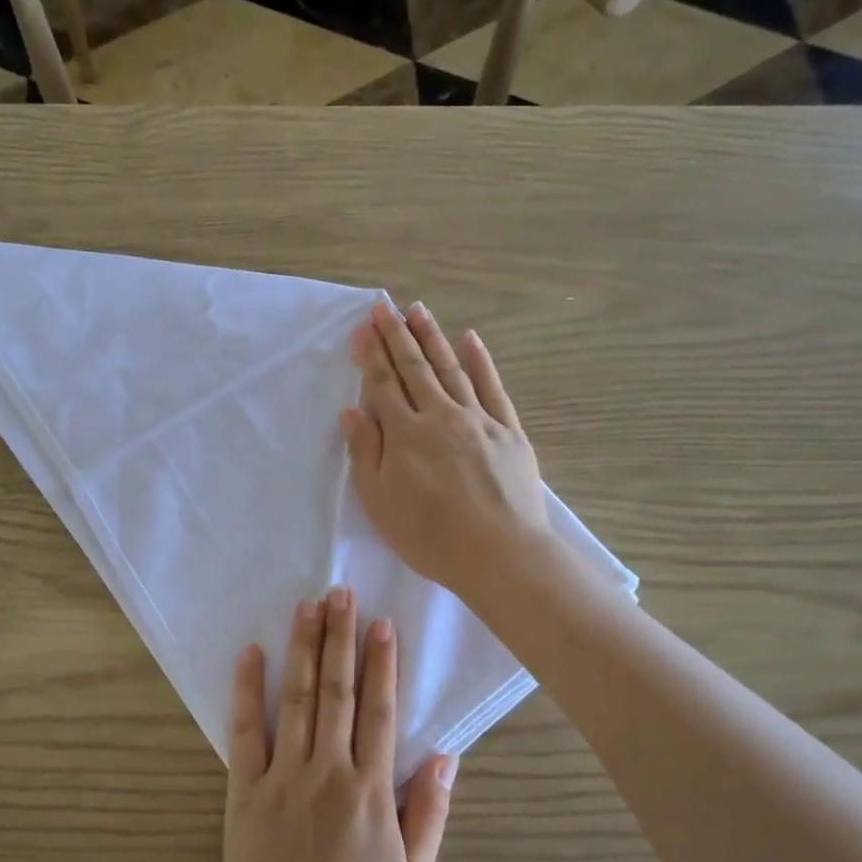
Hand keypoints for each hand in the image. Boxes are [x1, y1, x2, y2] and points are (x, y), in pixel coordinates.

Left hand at [214, 589, 454, 861]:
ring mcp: (281, 777)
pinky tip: (250, 653)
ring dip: (302, 648)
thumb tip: (447, 755)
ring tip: (307, 605)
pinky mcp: (243, 790)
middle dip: (340, 637)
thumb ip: (428, 815)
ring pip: (295, 698)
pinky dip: (247, 690)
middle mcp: (326, 771)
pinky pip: (245, 731)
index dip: (382, 663)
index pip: (379, 711)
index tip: (382, 622)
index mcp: (370, 792)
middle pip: (335, 691)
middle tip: (342, 591)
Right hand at [341, 301, 552, 601]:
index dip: (370, 355)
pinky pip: (493, 388)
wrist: (500, 554)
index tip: (362, 328)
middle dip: (397, 336)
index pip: (383, 385)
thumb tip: (352, 410)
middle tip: (385, 306)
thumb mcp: (380, 502)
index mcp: (406, 434)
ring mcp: (479, 420)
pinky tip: (471, 340)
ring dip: (433, 338)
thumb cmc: (430, 536)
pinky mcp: (509, 432)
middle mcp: (441, 416)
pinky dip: (481, 362)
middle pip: (415, 368)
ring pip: (451, 369)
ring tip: (418, 311)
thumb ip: (365, 452)